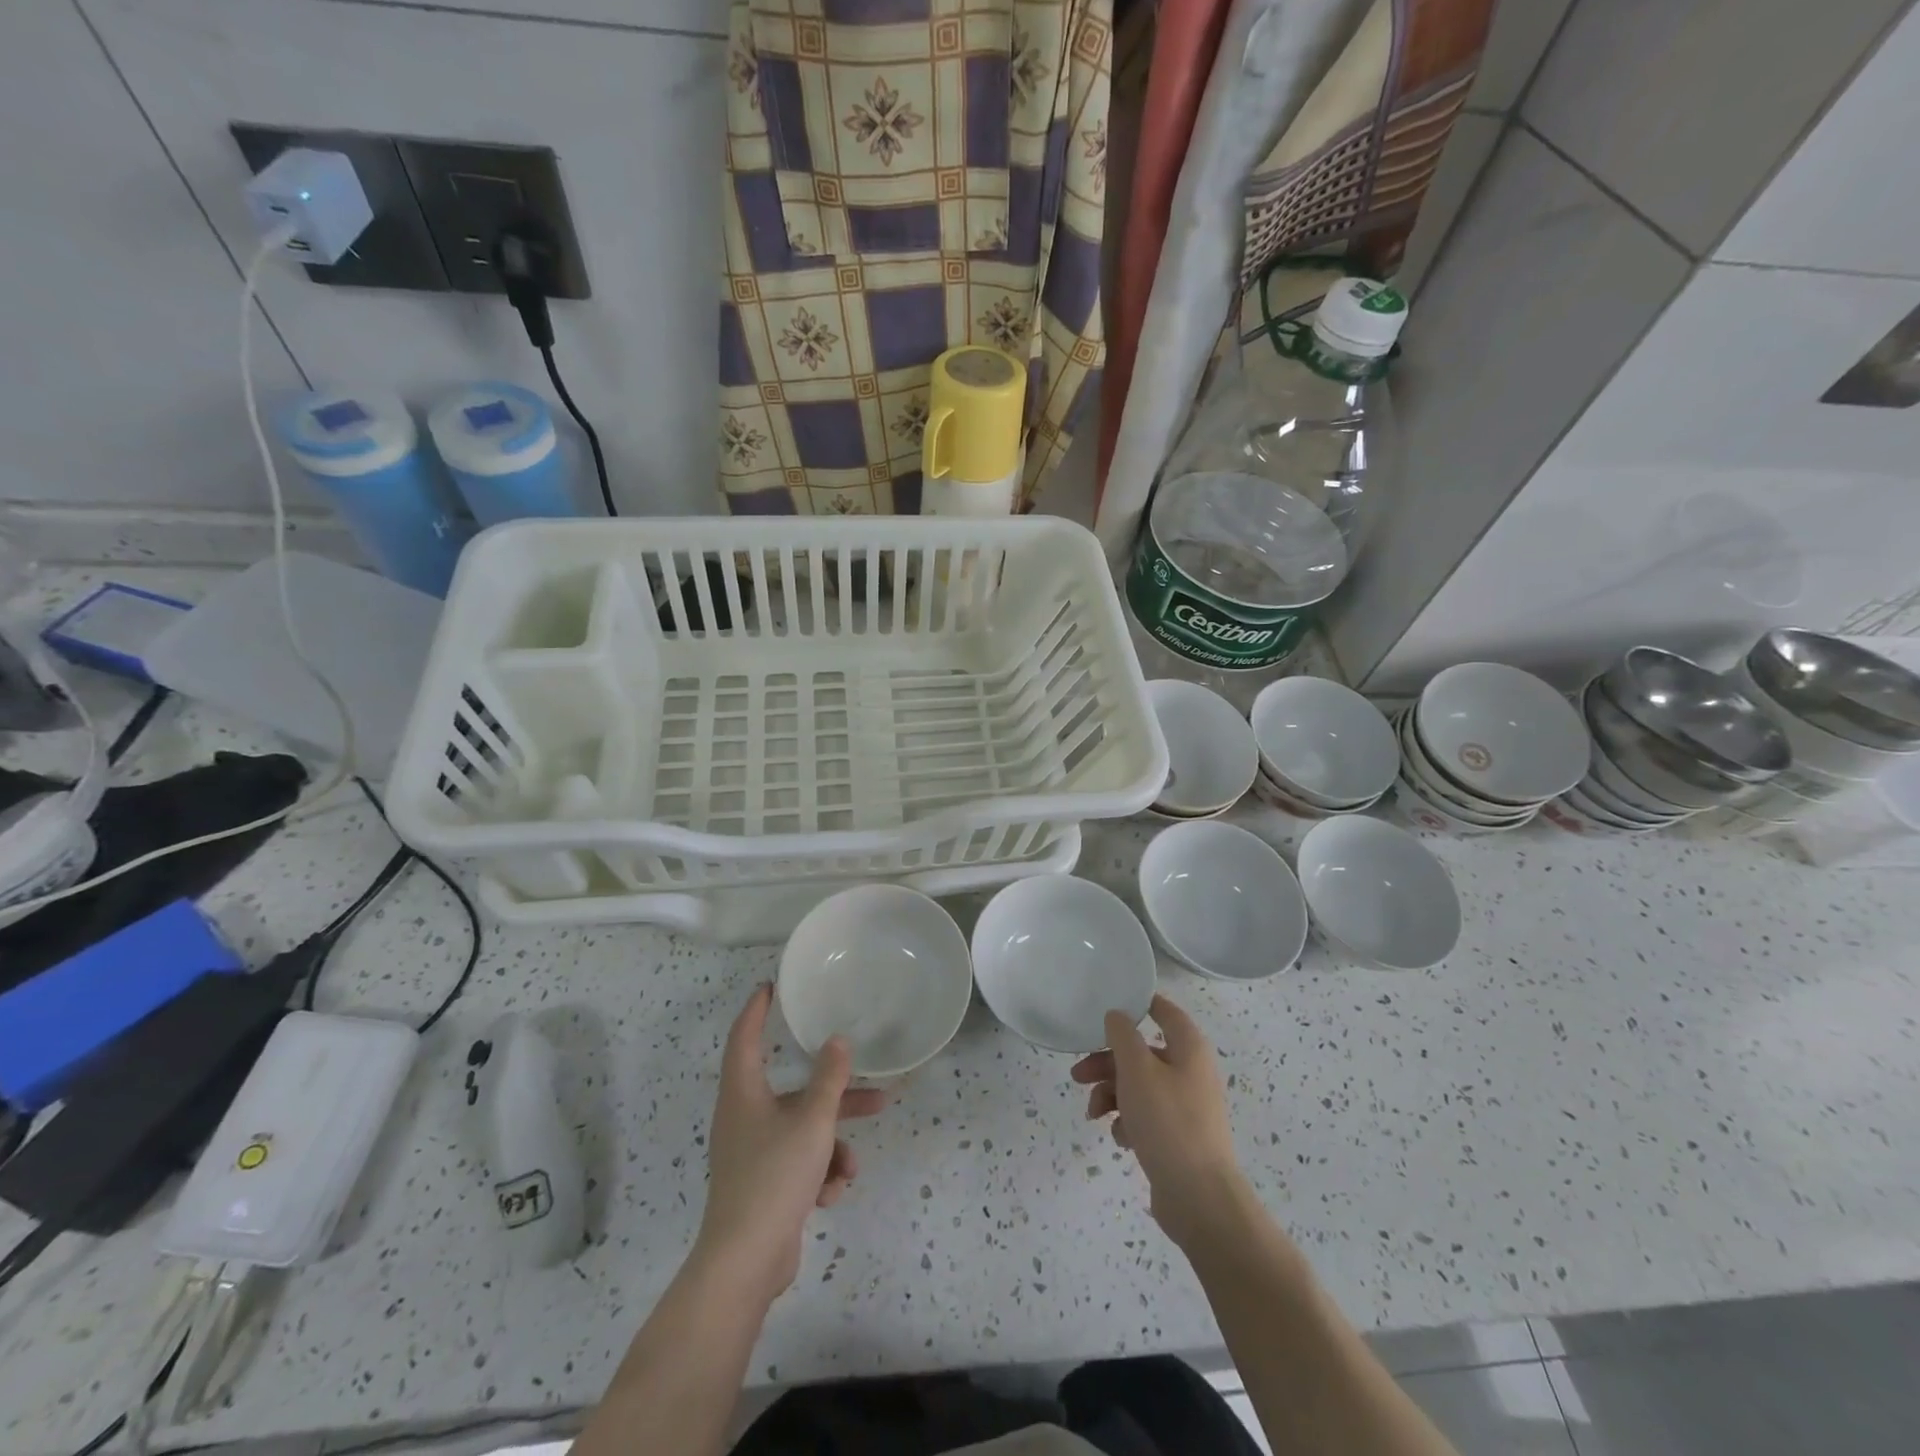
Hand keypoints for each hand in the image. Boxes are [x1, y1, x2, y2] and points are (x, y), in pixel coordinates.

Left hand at [695, 985, 886, 1304]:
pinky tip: (831, 1194)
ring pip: (803, 1132)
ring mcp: (752, 1155)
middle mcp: (744, 1118)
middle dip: (835, 1096)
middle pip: (795, 1092)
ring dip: (833, 1145)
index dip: (756, 1011)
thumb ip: (829, 1079)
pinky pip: (799, 1164)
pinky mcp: (763, 1186)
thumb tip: (838, 1041)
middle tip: (872, 1087)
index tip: (769, 988)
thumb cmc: (775, 1176)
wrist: (745, 1263)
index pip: (744, 1038)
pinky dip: (819, 1174)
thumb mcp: (812, 1121)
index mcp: (743, 1094)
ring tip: (852, 1166)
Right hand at [1071, 994, 1246, 1248]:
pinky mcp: (1178, 1136)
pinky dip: (1128, 1121)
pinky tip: (1120, 1138)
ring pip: (1139, 1086)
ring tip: (1093, 1113)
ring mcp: (1186, 1106)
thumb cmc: (1168, 1122)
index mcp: (1189, 1048)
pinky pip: (1146, 1116)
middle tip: (1078, 1074)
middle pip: (1142, 1053)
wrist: (1199, 1199)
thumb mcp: (1137, 1070)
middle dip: (1107, 1062)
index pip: (1165, 1011)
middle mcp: (1191, 1071)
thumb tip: (1117, 1016)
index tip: (1108, 1007)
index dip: (1139, 1004)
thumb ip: (1123, 1036)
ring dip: (1111, 1094)